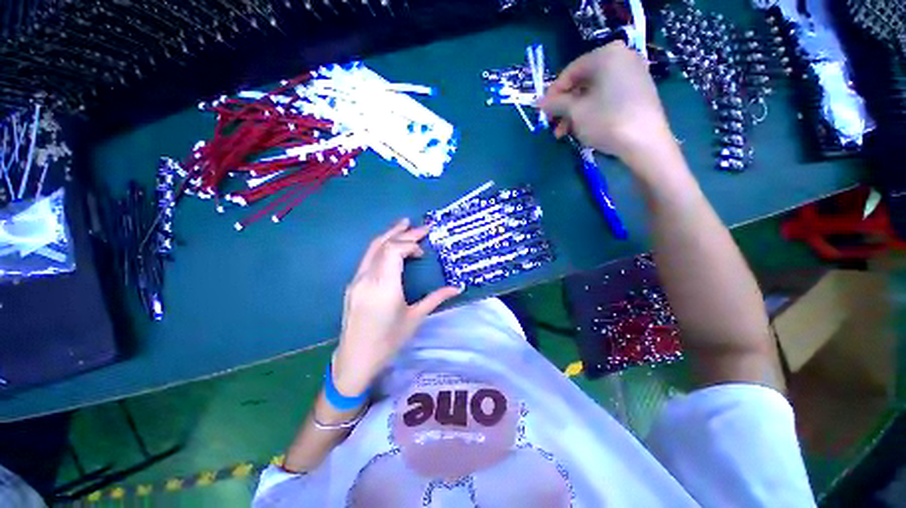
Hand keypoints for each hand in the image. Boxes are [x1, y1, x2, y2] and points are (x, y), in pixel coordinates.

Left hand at [332, 218, 461, 395]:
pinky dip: (382, 248)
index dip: (409, 244)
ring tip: (404, 225)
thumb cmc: (388, 341)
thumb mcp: (415, 318)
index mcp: (384, 287)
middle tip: (419, 227)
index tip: (423, 251)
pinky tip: (391, 247)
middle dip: (402, 233)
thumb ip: (436, 298)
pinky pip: (368, 258)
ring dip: (389, 235)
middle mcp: (367, 279)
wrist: (356, 359)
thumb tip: (457, 287)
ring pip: (372, 249)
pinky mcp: (353, 284)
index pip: (393, 251)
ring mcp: (357, 280)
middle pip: (382, 245)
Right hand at [538, 43, 675, 169]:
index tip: (544, 111)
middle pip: (582, 82)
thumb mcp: (575, 112)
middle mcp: (622, 57)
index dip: (554, 92)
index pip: (570, 71)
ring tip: (565, 134)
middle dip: (565, 106)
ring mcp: (633, 73)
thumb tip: (538, 102)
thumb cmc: (606, 121)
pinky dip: (592, 110)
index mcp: (606, 54)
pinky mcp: (639, 90)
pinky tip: (584, 128)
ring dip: (575, 113)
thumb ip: (555, 103)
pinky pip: (608, 96)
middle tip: (554, 126)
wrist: (645, 142)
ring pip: (594, 92)